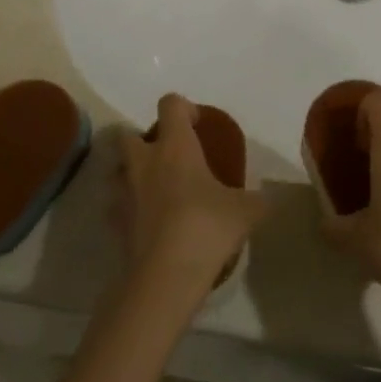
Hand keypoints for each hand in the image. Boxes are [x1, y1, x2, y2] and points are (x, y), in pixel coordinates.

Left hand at [119, 95, 266, 302]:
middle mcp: (144, 162)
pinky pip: (117, 207)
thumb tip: (266, 199)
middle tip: (171, 157)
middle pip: (129, 134)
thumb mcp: (247, 211)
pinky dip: (130, 210)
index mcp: (175, 147)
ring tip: (158, 191)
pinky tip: (150, 224)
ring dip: (133, 174)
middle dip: (145, 140)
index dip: (184, 108)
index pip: (170, 105)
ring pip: (118, 170)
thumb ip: (256, 199)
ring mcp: (124, 194)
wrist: (165, 276)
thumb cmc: (207, 227)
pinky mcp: (114, 225)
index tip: (198, 125)